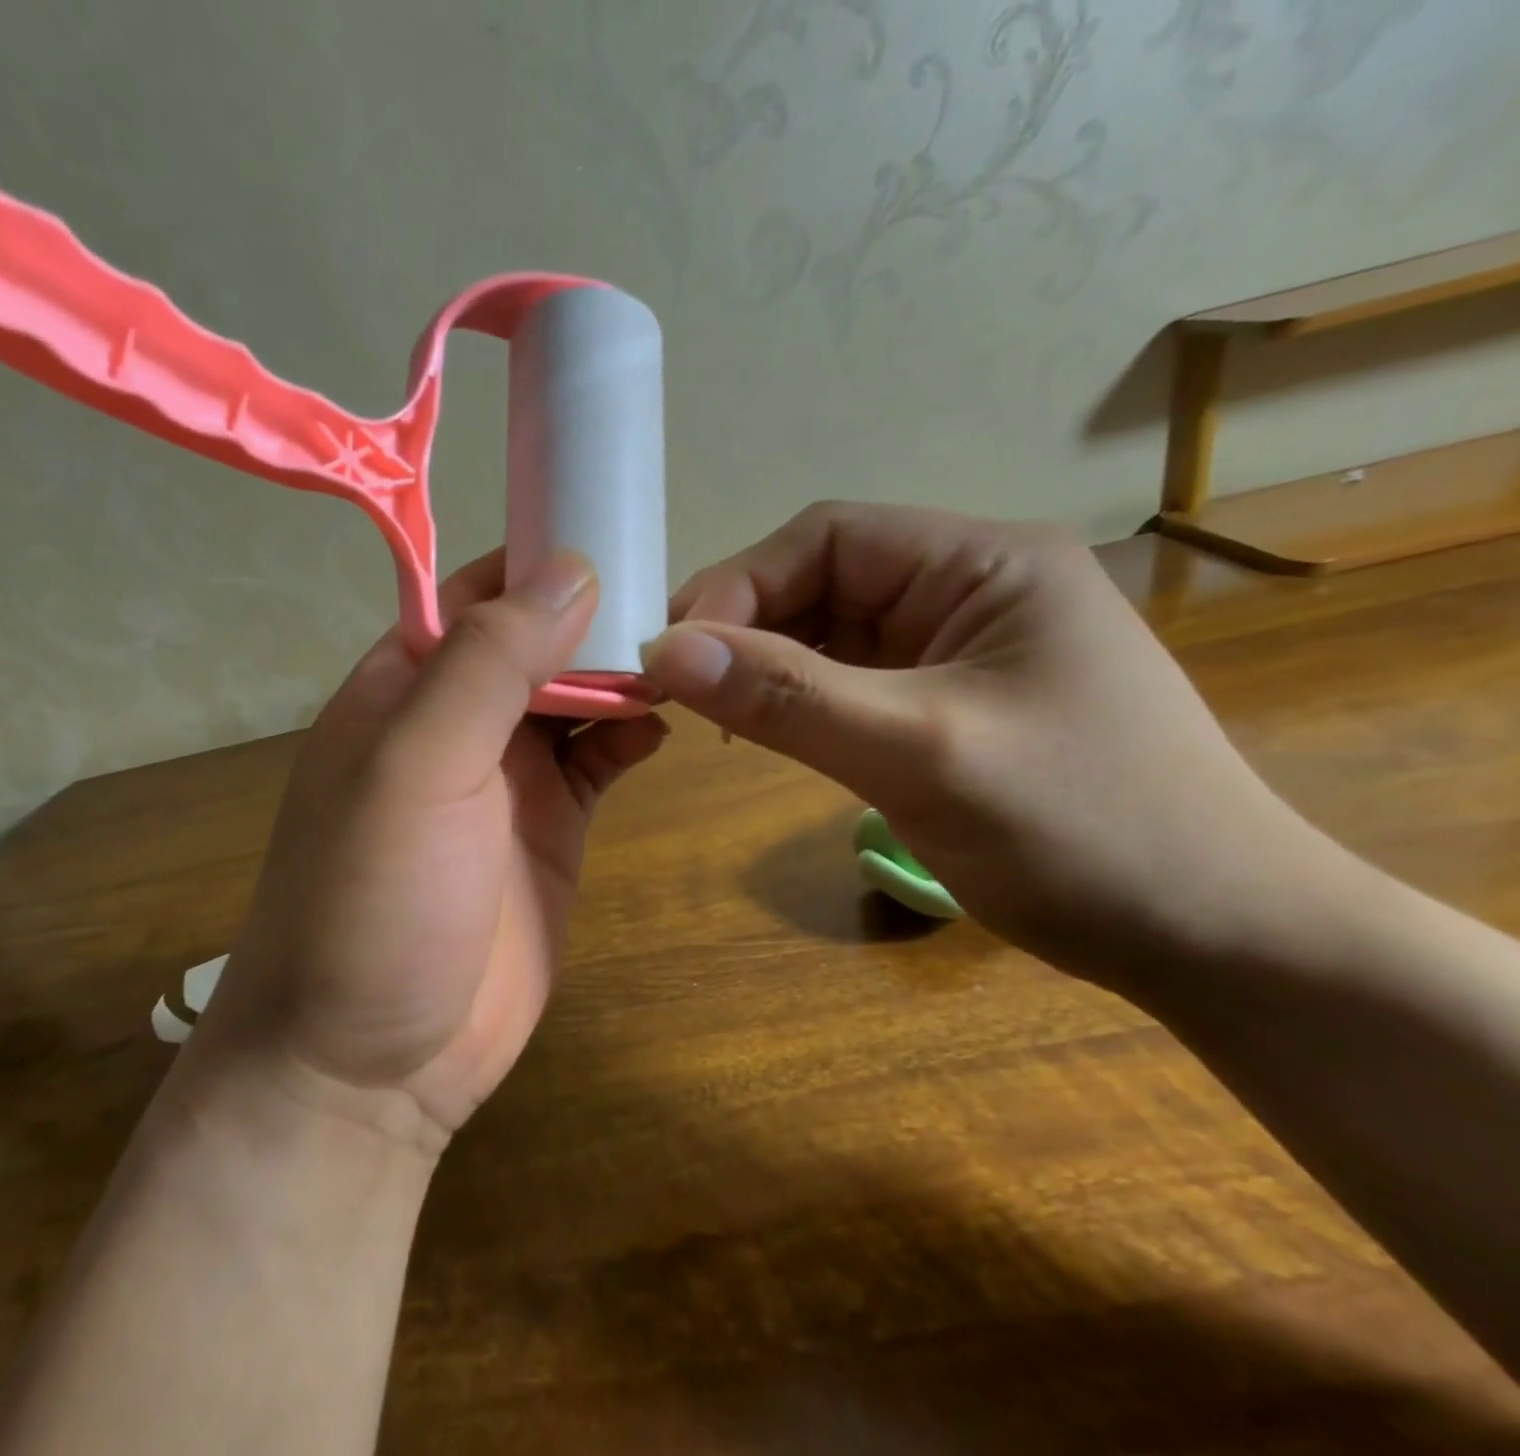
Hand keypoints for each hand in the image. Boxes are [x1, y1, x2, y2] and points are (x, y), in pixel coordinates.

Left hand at [184, 550, 666, 1147]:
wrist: (372, 1067)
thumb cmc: (372, 905)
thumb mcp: (415, 768)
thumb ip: (486, 664)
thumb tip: (570, 569)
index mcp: (407, 684)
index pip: (479, 591)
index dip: (543, 558)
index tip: (622, 528)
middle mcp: (458, 719)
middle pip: (539, 638)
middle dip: (599, 614)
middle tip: (679, 595)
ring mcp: (509, 775)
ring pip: (577, 695)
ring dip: (624, 673)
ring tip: (689, 654)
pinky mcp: (553, 827)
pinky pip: (601, 760)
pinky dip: (632, 736)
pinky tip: (669, 724)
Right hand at [643, 503, 1319, 988]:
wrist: (1215, 940)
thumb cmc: (1084, 831)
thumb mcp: (919, 753)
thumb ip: (789, 696)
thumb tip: (664, 651)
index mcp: (983, 562)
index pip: (827, 537)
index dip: (739, 585)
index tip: (675, 656)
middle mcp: (969, 588)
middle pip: (823, 582)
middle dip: (748, 629)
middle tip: (682, 692)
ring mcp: (959, 649)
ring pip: (830, 635)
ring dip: (769, 668)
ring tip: (720, 718)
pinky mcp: (949, 705)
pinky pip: (851, 683)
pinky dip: (801, 702)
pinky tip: (772, 734)